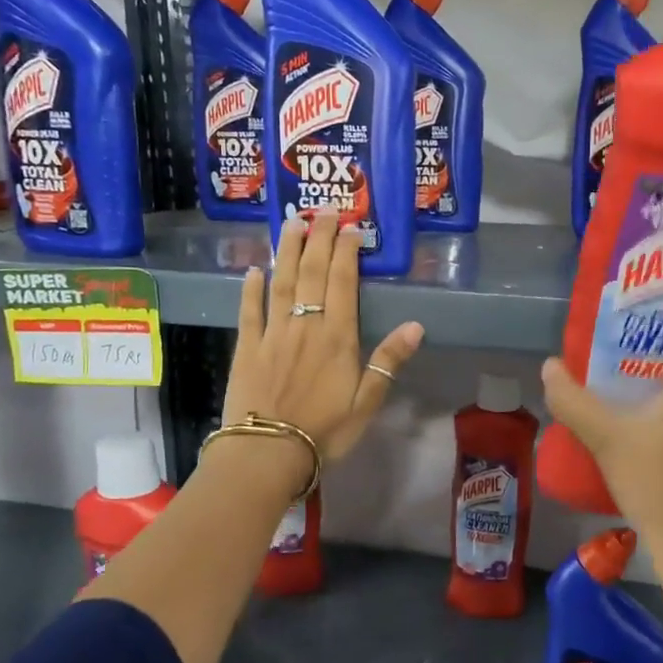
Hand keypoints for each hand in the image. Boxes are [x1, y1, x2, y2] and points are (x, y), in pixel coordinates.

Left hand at [221, 210, 424, 469]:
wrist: (267, 453)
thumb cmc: (324, 431)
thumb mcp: (367, 401)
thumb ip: (388, 360)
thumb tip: (416, 325)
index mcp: (337, 337)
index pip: (343, 283)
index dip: (347, 251)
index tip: (351, 227)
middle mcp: (304, 326)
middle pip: (312, 274)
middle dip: (319, 239)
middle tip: (323, 209)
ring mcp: (272, 334)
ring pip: (281, 283)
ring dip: (288, 251)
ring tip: (292, 223)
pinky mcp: (246, 348)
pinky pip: (249, 311)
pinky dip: (251, 288)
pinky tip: (254, 268)